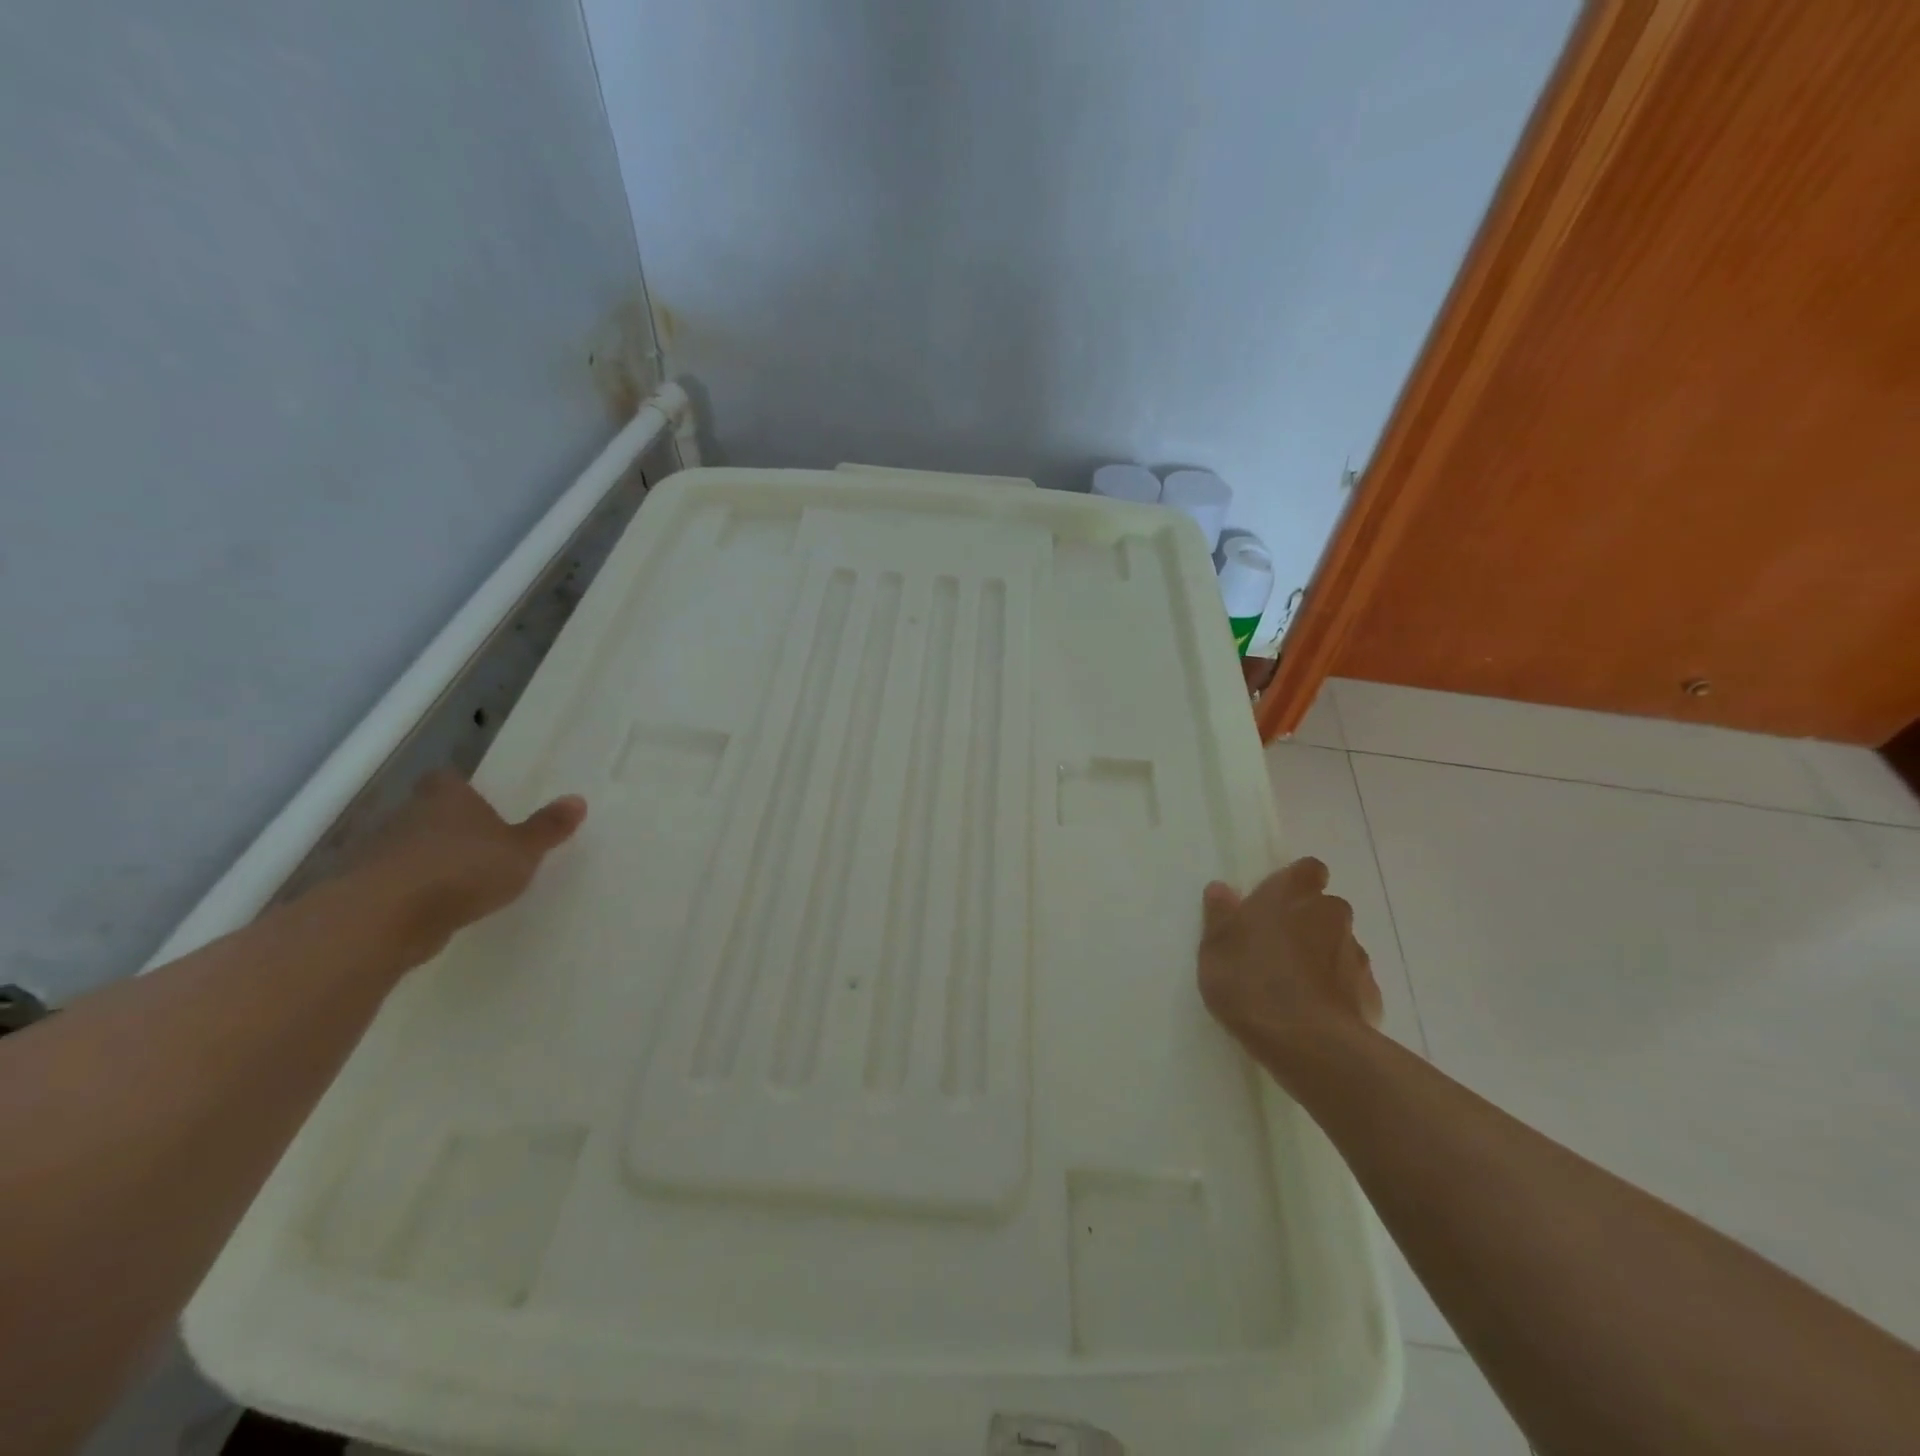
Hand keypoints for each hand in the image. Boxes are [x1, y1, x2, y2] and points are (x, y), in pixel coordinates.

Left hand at [346, 771, 586, 962]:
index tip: (480, 804)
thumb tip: (578, 799)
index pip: (447, 780)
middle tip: (478, 845)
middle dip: (448, 826)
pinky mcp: (361, 890)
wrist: (382, 918)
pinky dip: (410, 892)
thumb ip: (548, 828)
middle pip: (426, 812)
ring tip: (459, 883)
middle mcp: (407, 815)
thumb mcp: (522, 851)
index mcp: (446, 797)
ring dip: (427, 861)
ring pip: (407, 847)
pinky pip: (393, 883)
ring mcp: (377, 852)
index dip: (461, 789)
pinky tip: (432, 910)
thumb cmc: (462, 870)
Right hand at [1197, 857, 1382, 1059]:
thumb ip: (1220, 916)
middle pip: (1324, 908)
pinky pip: (1351, 982)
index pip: (1308, 869)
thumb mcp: (1214, 949)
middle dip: (1307, 922)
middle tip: (1276, 948)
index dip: (1296, 883)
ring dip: (1322, 957)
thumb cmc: (1251, 982)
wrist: (1308, 1043)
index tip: (1277, 903)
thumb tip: (1221, 889)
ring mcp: (1356, 954)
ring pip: (1338, 945)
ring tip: (1294, 987)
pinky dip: (1336, 991)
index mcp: (1291, 894)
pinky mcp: (1371, 993)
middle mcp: (1330, 914)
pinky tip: (1314, 1013)